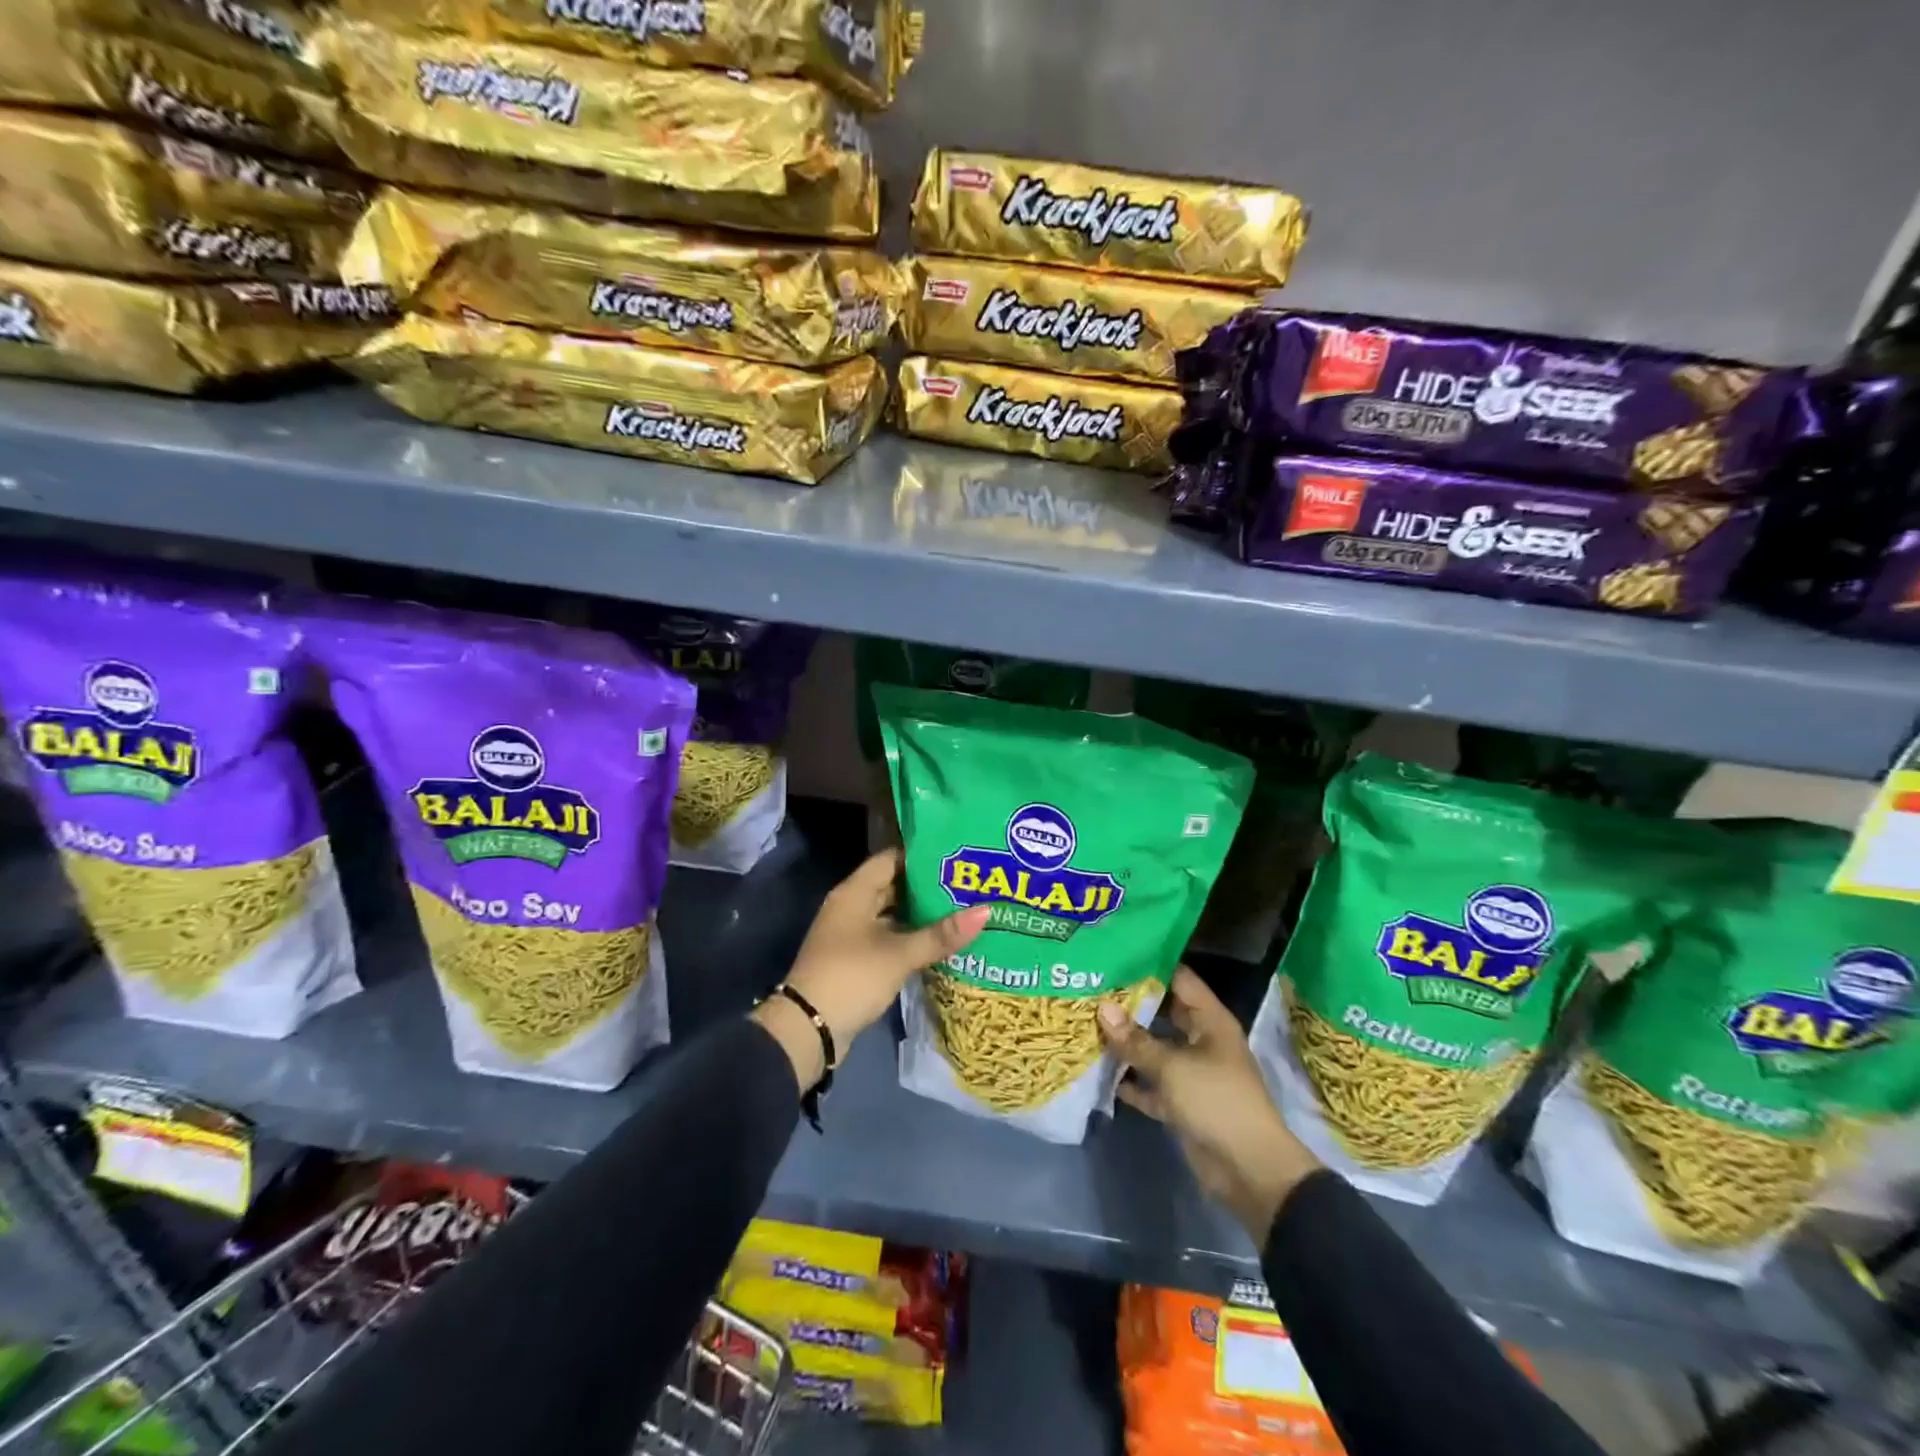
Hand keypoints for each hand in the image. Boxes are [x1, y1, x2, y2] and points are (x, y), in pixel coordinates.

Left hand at [753, 849, 989, 1090]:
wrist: (809, 1028)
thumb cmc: (852, 976)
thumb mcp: (900, 954)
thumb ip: (941, 934)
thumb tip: (985, 911)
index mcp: (855, 892)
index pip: (891, 859)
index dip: (922, 856)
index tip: (956, 857)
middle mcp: (851, 906)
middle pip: (893, 886)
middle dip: (927, 887)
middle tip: (967, 884)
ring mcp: (851, 934)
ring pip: (892, 915)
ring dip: (920, 915)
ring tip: (961, 911)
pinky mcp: (855, 960)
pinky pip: (887, 939)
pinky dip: (910, 938)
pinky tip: (939, 943)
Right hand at [1099, 967, 1319, 1239]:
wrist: (1249, 1171)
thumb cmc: (1216, 1101)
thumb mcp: (1172, 1066)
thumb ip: (1135, 1039)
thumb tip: (1103, 1008)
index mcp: (1210, 1021)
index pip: (1180, 979)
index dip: (1151, 966)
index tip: (1116, 955)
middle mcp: (1202, 1040)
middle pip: (1164, 1013)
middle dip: (1131, 1004)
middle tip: (1093, 987)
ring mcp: (1192, 1072)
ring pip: (1155, 1049)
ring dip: (1127, 1042)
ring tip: (1088, 1022)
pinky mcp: (1182, 1103)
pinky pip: (1151, 1084)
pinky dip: (1131, 1080)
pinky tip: (1099, 1070)